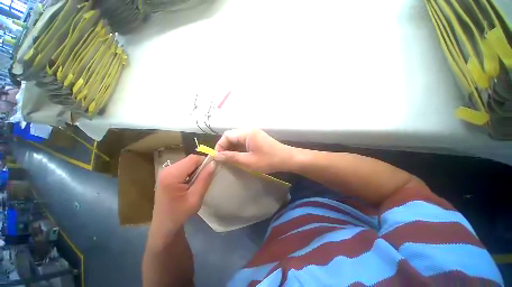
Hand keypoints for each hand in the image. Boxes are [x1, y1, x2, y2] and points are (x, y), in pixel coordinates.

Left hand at [150, 155, 215, 240]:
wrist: (164, 225)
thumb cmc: (180, 213)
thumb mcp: (196, 197)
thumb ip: (205, 179)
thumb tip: (214, 163)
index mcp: (172, 175)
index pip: (193, 159)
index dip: (205, 162)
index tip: (212, 171)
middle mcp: (166, 169)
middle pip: (189, 160)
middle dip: (200, 166)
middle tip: (205, 178)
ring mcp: (165, 171)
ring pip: (187, 163)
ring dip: (196, 169)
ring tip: (199, 182)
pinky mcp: (167, 175)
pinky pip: (183, 167)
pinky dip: (191, 171)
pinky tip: (191, 182)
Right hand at [214, 129, 291, 172]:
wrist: (287, 159)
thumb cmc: (268, 160)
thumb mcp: (248, 161)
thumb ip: (232, 157)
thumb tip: (217, 156)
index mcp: (246, 133)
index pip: (227, 135)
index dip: (219, 145)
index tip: (217, 157)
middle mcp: (249, 131)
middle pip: (232, 136)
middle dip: (225, 147)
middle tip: (223, 160)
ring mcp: (254, 135)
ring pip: (237, 140)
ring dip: (232, 149)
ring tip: (229, 160)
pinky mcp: (257, 139)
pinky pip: (244, 142)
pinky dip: (239, 149)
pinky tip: (238, 157)